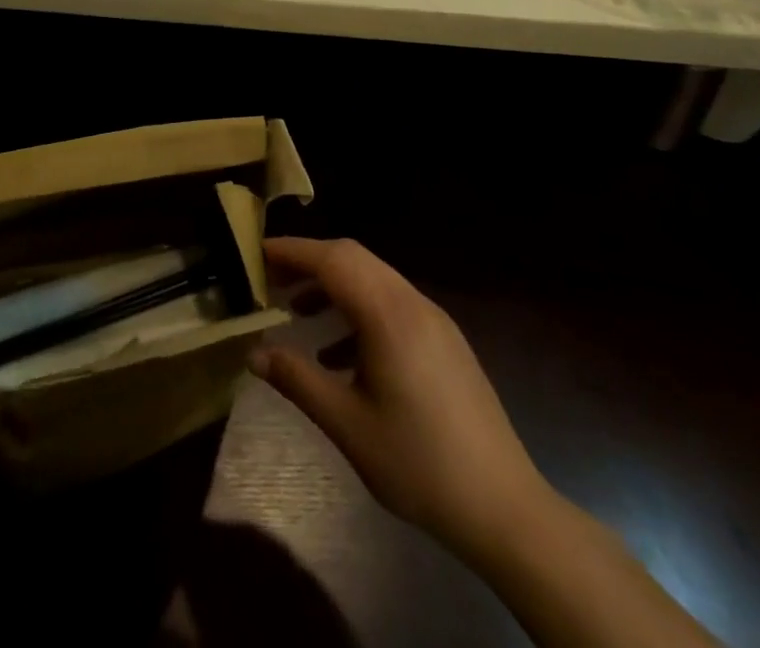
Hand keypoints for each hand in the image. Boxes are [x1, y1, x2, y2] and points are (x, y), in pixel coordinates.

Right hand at [251, 238, 551, 566]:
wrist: (504, 508)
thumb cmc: (418, 463)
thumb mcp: (347, 425)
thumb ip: (297, 380)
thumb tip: (254, 353)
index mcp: (388, 314)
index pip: (331, 259)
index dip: (291, 251)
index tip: (255, 254)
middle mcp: (412, 303)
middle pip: (352, 258)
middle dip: (308, 262)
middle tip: (270, 280)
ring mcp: (433, 320)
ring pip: (372, 278)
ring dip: (333, 286)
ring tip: (297, 313)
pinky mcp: (444, 341)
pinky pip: (392, 304)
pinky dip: (358, 310)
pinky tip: (338, 354)